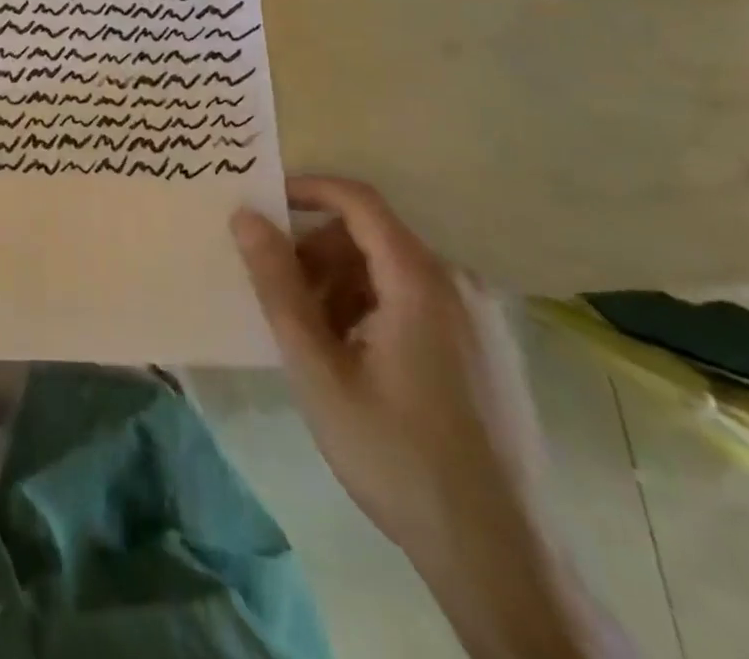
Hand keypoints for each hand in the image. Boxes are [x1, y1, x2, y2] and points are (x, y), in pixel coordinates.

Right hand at [230, 176, 552, 555]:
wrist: (502, 558)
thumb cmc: (397, 455)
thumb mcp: (319, 369)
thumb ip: (278, 286)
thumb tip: (245, 217)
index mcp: (422, 279)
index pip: (358, 200)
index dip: (306, 190)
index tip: (263, 207)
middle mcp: (460, 282)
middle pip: (373, 237)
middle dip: (318, 254)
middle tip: (284, 298)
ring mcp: (484, 316)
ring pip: (395, 270)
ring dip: (345, 286)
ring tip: (318, 340)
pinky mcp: (493, 348)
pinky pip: (422, 299)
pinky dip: (378, 308)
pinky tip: (361, 362)